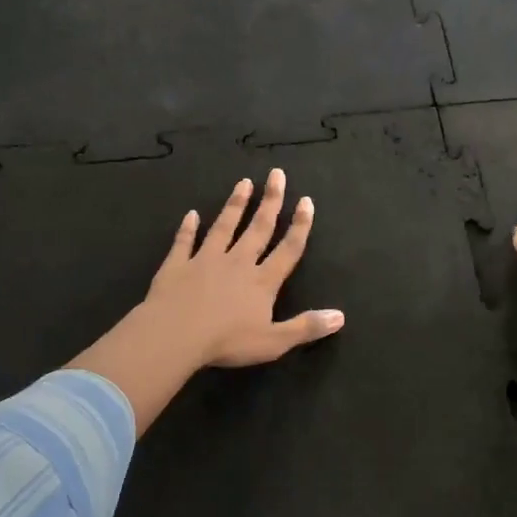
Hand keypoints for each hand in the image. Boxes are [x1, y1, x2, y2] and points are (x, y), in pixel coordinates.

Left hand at [144, 169, 343, 367]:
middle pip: (258, 228)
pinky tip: (191, 214)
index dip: (299, 226)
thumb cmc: (227, 341)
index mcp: (262, 281)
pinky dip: (188, 228)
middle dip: (270, 201)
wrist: (175, 335)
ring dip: (235, 205)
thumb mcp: (274, 342)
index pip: (287, 249)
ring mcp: (205, 260)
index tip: (306, 201)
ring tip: (244, 182)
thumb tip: (340, 316)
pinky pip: (184, 242)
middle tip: (277, 174)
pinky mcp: (177, 266)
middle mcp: (237, 263)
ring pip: (224, 227)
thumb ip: (306, 327)